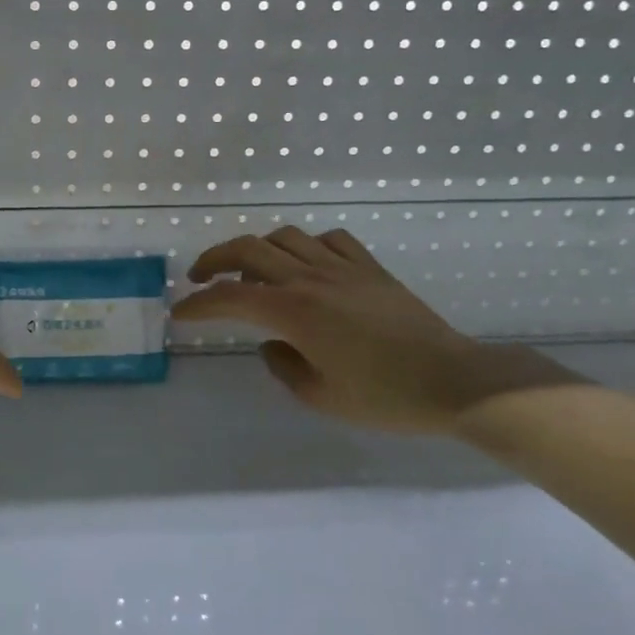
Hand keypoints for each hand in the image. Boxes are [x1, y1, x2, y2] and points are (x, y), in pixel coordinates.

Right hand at [172, 227, 577, 434]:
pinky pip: (329, 240)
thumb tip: (273, 344)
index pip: (230, 297)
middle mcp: (311, 278)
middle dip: (214, 260)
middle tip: (200, 279)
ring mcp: (343, 267)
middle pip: (248, 249)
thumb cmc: (384, 397)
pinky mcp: (370, 268)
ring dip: (257, 250)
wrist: (454, 380)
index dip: (198, 304)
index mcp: (294, 311)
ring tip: (251, 273)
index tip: (180, 313)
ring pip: (285, 237)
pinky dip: (306, 246)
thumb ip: (283, 365)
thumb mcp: (319, 396)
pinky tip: (307, 266)